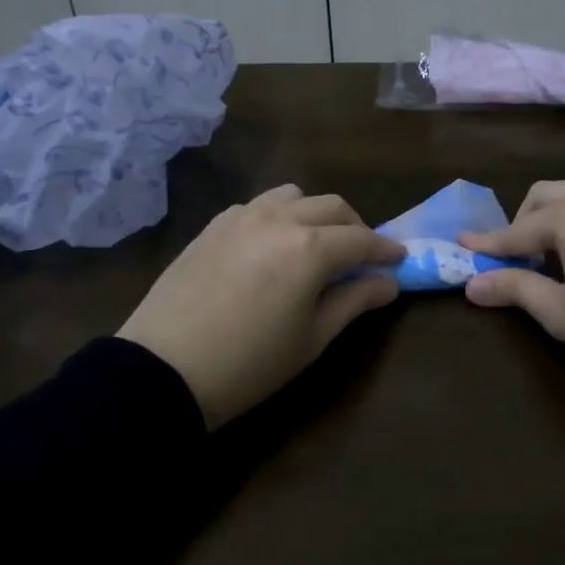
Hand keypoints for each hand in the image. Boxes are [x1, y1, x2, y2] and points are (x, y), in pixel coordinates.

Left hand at [118, 185, 404, 428]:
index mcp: (310, 247)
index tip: (400, 260)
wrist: (164, 369)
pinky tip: (272, 245)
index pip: (362, 239)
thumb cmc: (250, 363)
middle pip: (332, 207)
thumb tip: (388, 282)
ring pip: (294, 196)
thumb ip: (354, 301)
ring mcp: (242, 216)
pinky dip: (279, 216)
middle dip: (355, 228)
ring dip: (315, 214)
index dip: (386, 249)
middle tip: (361, 257)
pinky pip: (258, 205)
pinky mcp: (214, 224)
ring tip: (315, 244)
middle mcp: (280, 219)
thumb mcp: (312, 339)